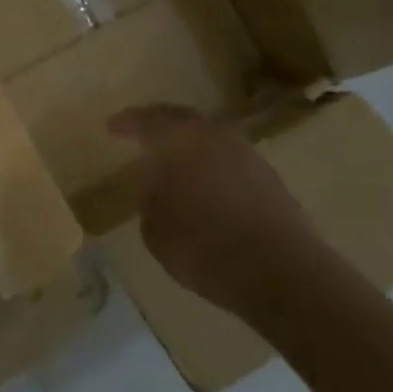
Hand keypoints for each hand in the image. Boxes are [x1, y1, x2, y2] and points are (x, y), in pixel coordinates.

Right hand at [107, 104, 332, 316]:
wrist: (282, 273)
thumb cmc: (205, 247)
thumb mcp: (155, 230)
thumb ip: (151, 199)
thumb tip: (157, 187)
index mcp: (180, 140)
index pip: (146, 121)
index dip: (125, 123)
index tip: (110, 127)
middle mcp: (214, 136)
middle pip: (181, 118)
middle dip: (159, 122)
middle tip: (140, 130)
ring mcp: (246, 154)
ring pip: (209, 136)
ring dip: (189, 142)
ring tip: (172, 156)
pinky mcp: (269, 177)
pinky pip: (228, 158)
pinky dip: (211, 162)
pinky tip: (203, 180)